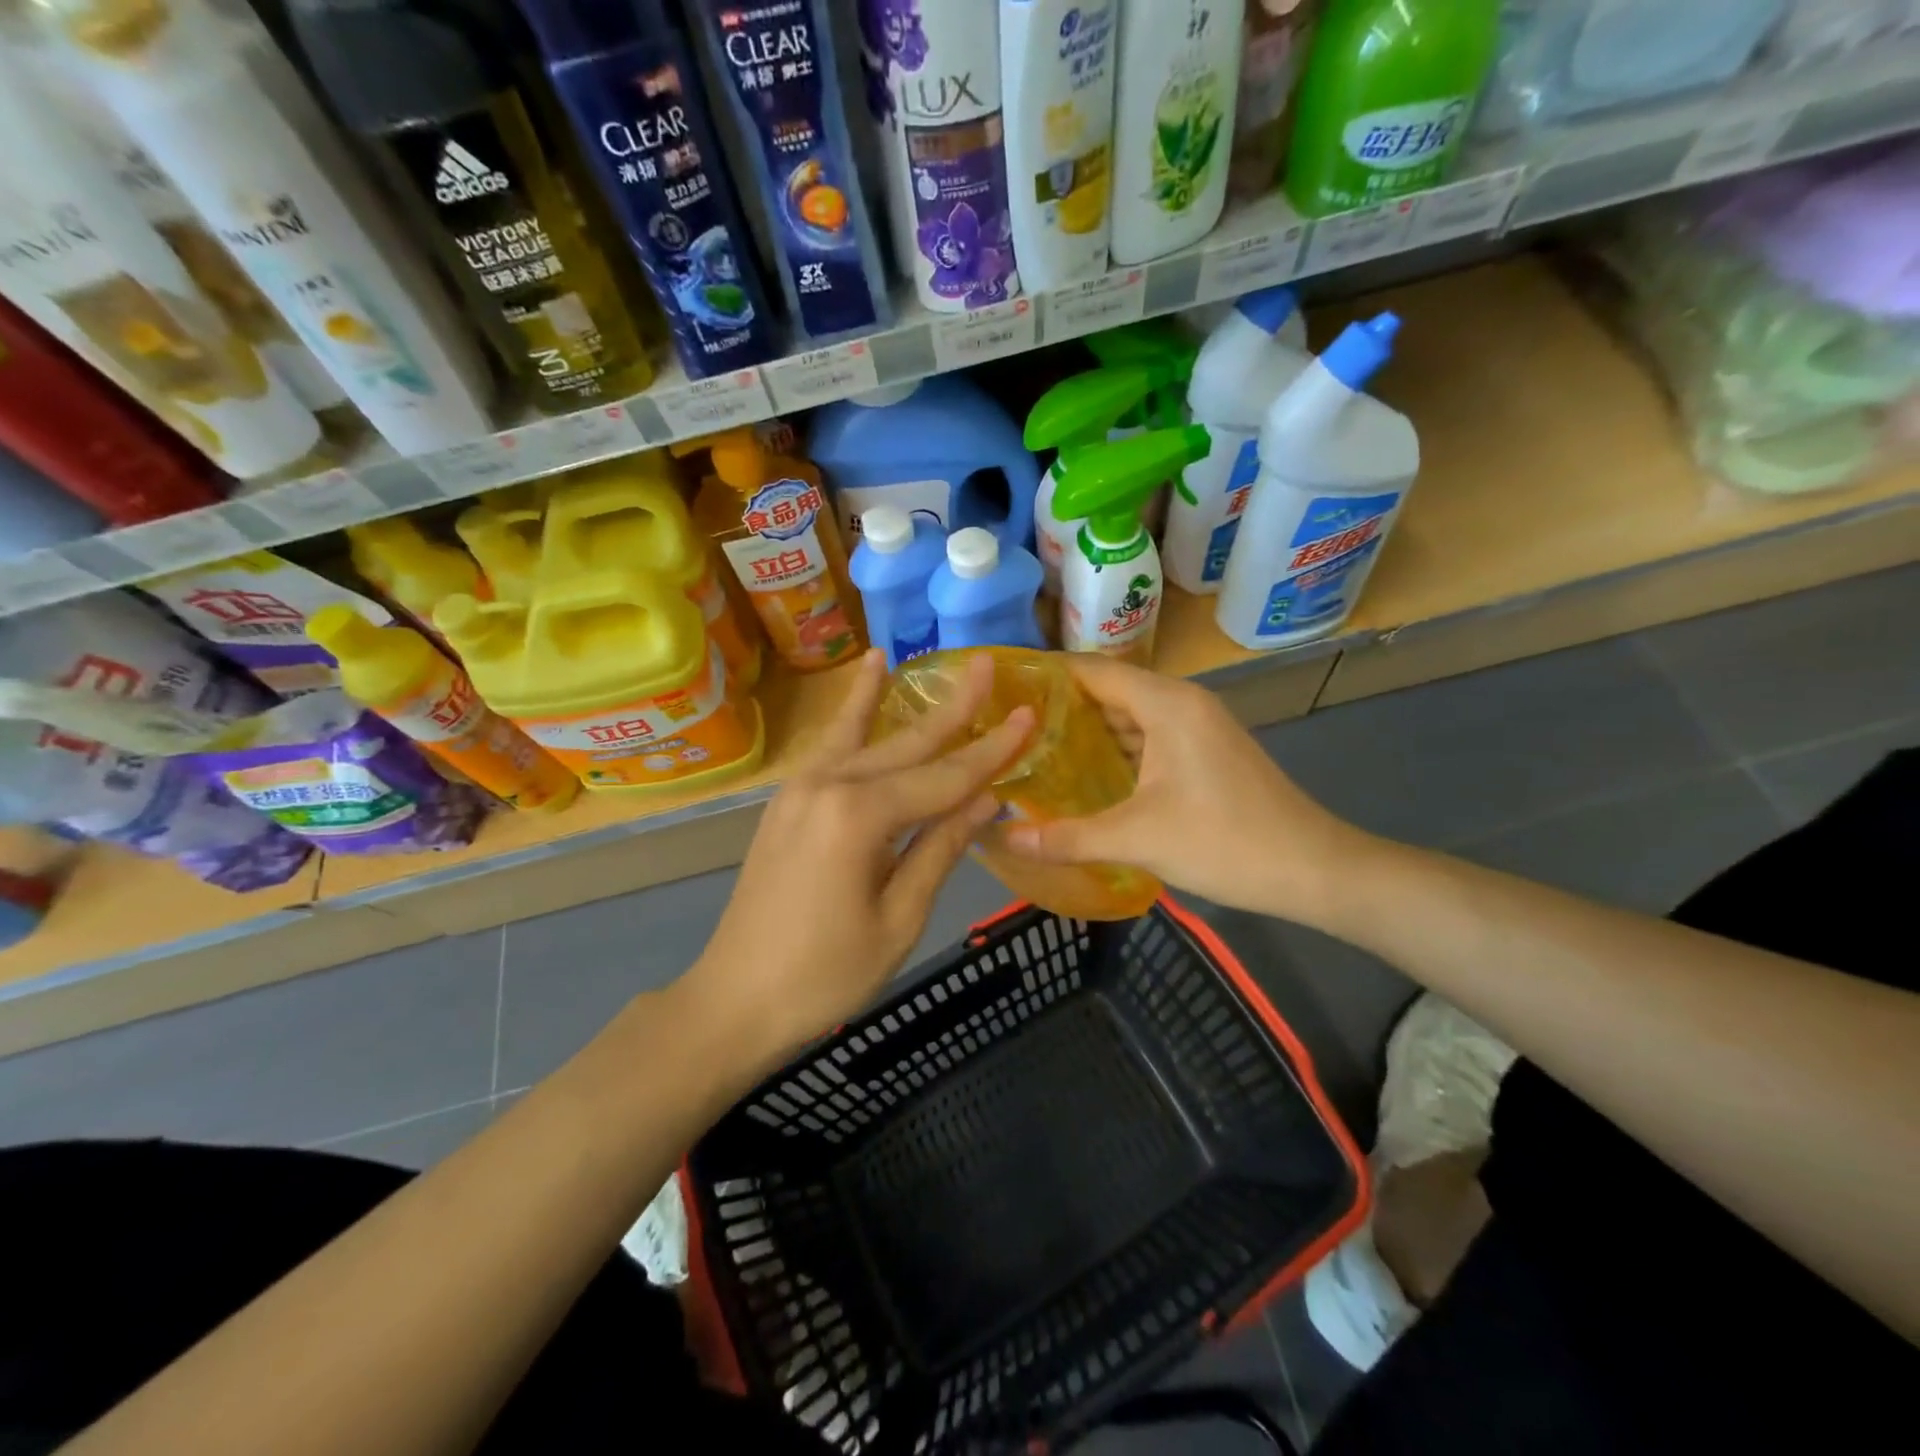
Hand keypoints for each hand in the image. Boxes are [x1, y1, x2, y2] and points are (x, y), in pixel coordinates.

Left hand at [685, 649, 1032, 1063]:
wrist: (734, 1000)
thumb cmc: (826, 975)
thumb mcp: (899, 918)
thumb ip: (940, 848)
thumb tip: (985, 798)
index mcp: (860, 817)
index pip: (944, 778)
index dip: (991, 750)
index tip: (1028, 713)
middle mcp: (828, 785)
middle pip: (907, 744)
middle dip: (954, 710)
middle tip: (989, 666)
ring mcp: (801, 788)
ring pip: (866, 737)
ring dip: (897, 699)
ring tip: (913, 655)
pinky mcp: (788, 800)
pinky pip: (832, 747)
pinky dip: (852, 713)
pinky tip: (863, 681)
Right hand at [1002, 656, 1365, 920]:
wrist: (1312, 870)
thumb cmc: (1224, 841)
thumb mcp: (1137, 839)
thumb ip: (1064, 837)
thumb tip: (1000, 839)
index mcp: (1166, 704)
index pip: (1093, 670)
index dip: (1047, 674)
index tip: (1001, 689)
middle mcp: (1182, 703)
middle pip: (1109, 690)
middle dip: (1060, 706)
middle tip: (1007, 725)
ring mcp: (1198, 728)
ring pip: (1130, 716)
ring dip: (1086, 730)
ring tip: (1033, 748)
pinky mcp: (1205, 753)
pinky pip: (1148, 738)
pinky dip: (1115, 749)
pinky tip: (1084, 775)